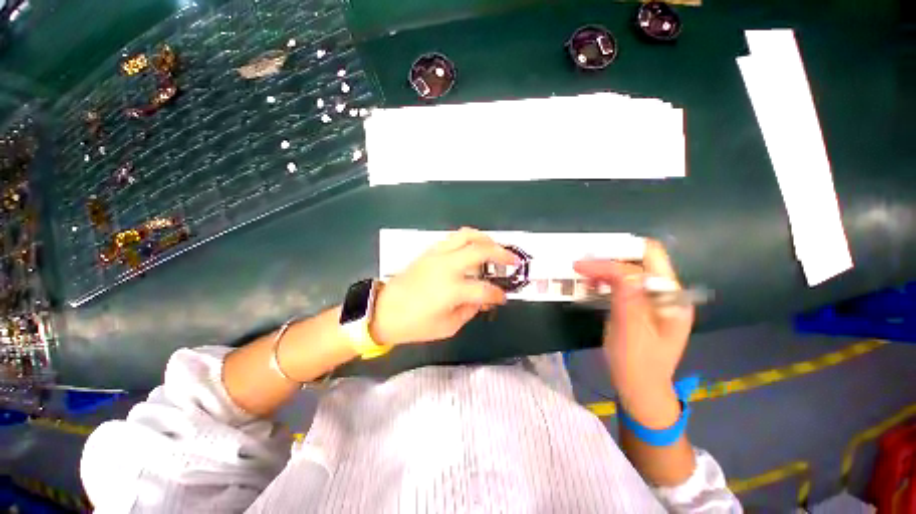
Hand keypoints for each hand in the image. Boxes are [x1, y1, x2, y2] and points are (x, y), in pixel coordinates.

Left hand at [370, 228, 519, 345]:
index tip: (503, 297)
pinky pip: (453, 238)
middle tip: (513, 261)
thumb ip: (470, 310)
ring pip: (467, 235)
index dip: (498, 294)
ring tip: (495, 248)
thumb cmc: (414, 324)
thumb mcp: (448, 327)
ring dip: (486, 239)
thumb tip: (483, 299)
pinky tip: (473, 248)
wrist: (383, 310)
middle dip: (502, 254)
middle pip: (481, 250)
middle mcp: (447, 266)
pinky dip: (468, 239)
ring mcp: (437, 255)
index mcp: (452, 289)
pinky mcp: (430, 251)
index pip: (485, 289)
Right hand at [573, 240, 693, 427]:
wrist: (640, 388)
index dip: (614, 259)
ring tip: (585, 277)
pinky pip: (625, 283)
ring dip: (606, 269)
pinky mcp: (643, 305)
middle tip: (582, 267)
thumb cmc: (635, 364)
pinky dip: (607, 280)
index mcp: (672, 298)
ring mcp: (656, 299)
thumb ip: (627, 296)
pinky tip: (594, 286)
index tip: (584, 265)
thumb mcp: (629, 330)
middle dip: (610, 258)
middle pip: (641, 259)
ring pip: (631, 269)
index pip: (648, 260)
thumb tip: (617, 267)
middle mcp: (668, 293)